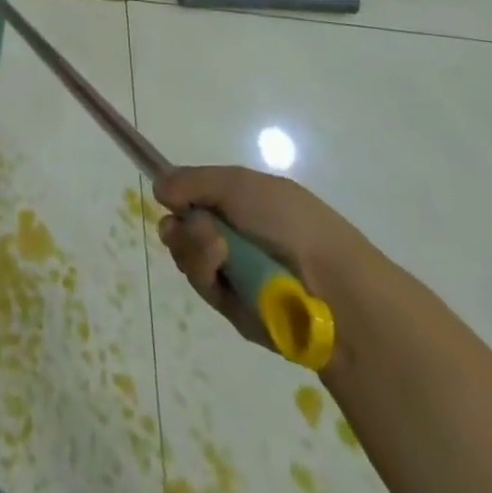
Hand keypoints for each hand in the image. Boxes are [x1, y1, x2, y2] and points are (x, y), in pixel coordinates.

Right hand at [153, 165, 381, 347]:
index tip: (167, 196)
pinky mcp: (235, 311)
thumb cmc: (289, 222)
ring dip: (194, 247)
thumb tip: (158, 186)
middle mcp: (236, 238)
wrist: (333, 288)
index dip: (178, 197)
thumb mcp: (238, 184)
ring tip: (217, 248)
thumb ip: (193, 181)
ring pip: (188, 256)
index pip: (196, 198)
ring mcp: (235, 274)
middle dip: (181, 226)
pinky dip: (207, 273)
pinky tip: (222, 267)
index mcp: (244, 204)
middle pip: (184, 228)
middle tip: (190, 226)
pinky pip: (203, 286)